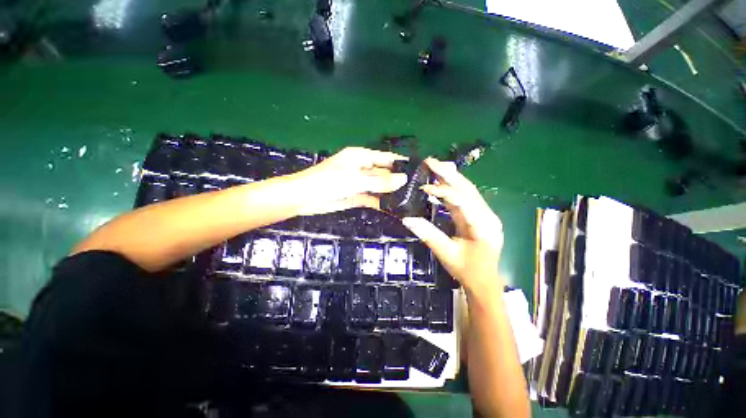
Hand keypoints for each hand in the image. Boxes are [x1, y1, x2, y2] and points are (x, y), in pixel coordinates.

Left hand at [291, 147, 407, 214]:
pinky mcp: (357, 196)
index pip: (386, 158)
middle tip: (417, 188)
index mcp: (361, 157)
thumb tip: (403, 179)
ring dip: (390, 192)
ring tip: (409, 199)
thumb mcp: (355, 180)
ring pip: (379, 187)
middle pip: (384, 173)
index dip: (400, 163)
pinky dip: (381, 202)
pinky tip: (393, 207)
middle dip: (397, 180)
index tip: (418, 170)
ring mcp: (360, 183)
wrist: (305, 198)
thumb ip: (379, 181)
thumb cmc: (328, 182)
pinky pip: (372, 198)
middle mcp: (362, 168)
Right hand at [401, 158, 503, 295]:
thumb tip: (407, 219)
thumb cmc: (467, 270)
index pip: (462, 200)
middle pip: (467, 188)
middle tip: (430, 161)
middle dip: (448, 173)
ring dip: (451, 177)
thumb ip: (428, 235)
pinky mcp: (480, 215)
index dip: (442, 191)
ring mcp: (485, 214)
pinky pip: (466, 197)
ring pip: (468, 190)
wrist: (485, 281)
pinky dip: (453, 187)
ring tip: (435, 166)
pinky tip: (443, 181)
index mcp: (482, 225)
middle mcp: (487, 215)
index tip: (423, 188)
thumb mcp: (446, 254)